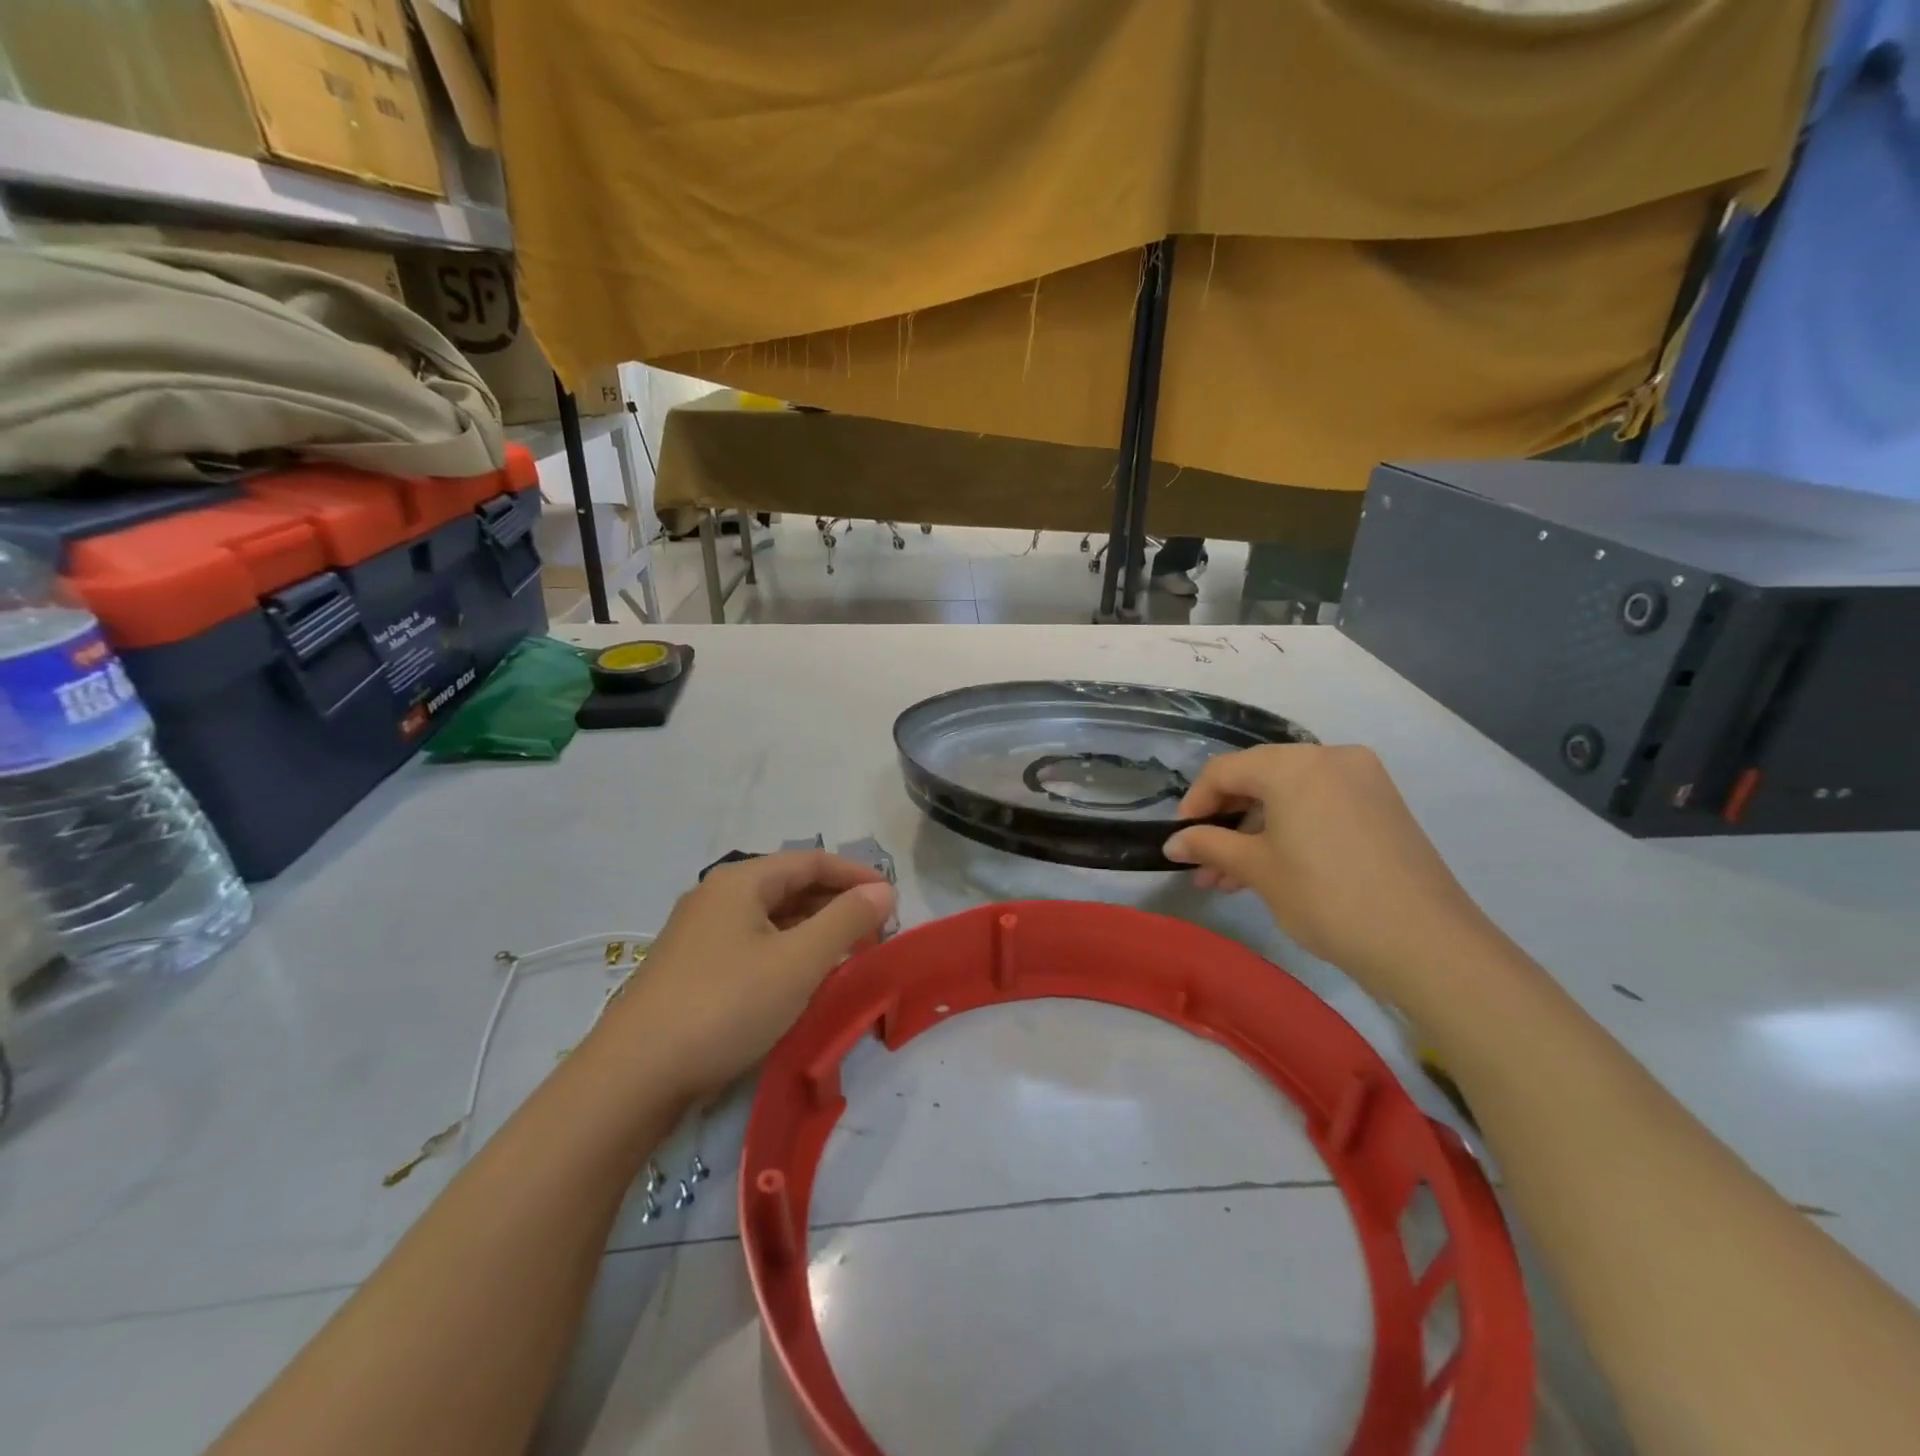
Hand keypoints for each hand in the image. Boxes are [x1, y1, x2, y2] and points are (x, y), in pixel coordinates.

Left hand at [598, 851, 894, 1099]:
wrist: (633, 1077)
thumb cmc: (726, 1005)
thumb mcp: (798, 962)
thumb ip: (846, 920)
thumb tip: (883, 889)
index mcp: (741, 881)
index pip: (812, 861)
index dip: (856, 875)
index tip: (893, 899)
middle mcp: (717, 897)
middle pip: (790, 887)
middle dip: (837, 905)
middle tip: (875, 933)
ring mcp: (699, 933)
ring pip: (771, 919)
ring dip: (813, 931)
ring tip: (848, 956)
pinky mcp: (691, 969)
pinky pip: (752, 945)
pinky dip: (787, 953)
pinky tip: (801, 980)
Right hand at [1164, 745, 1499, 1009]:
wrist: (1426, 943)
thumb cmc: (1326, 897)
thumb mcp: (1258, 870)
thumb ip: (1210, 846)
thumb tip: (1172, 843)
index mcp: (1294, 764)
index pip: (1225, 771)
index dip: (1194, 804)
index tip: (1179, 840)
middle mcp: (1329, 757)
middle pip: (1258, 779)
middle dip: (1225, 823)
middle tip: (1204, 866)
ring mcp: (1362, 780)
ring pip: (1289, 796)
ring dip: (1255, 832)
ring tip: (1230, 879)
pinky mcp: (1382, 806)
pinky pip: (1319, 806)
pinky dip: (1291, 830)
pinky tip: (1271, 869)